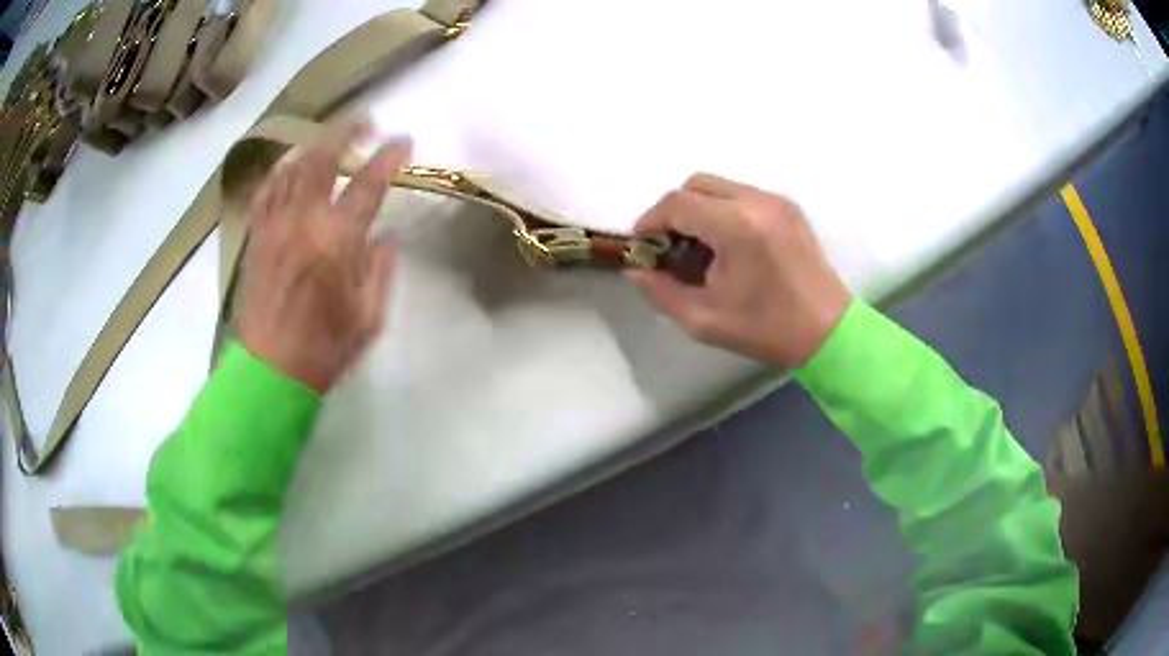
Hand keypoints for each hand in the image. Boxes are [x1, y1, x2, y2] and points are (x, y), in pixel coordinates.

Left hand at [238, 123, 410, 393]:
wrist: (270, 371)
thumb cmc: (325, 349)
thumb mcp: (370, 317)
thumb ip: (381, 268)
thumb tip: (386, 233)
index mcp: (338, 242)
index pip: (369, 183)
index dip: (390, 156)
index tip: (404, 142)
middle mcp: (304, 222)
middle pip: (323, 158)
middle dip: (346, 131)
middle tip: (364, 122)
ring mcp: (275, 226)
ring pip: (291, 168)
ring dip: (314, 146)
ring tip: (329, 141)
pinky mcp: (257, 237)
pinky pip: (266, 192)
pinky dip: (280, 173)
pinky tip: (289, 169)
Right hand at [628, 174, 850, 368]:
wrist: (828, 331)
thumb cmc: (767, 329)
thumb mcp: (705, 320)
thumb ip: (661, 292)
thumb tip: (635, 271)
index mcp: (736, 226)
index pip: (677, 204)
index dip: (651, 221)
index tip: (643, 245)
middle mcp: (757, 201)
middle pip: (696, 184)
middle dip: (674, 210)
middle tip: (670, 244)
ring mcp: (776, 201)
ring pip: (719, 185)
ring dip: (699, 208)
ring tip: (699, 245)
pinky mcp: (788, 207)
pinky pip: (742, 194)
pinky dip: (723, 209)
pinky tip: (727, 243)